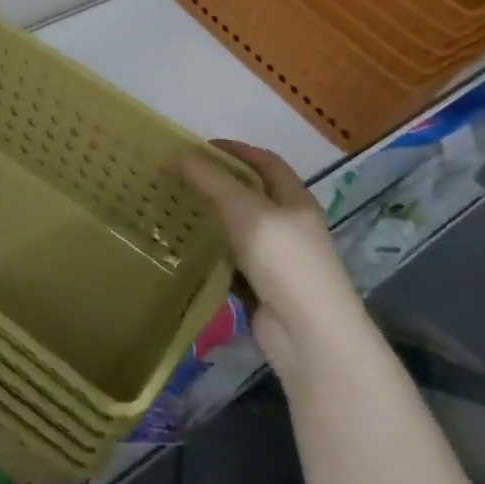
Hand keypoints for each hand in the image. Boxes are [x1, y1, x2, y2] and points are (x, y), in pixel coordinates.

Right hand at [180, 140, 360, 373]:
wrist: (309, 336)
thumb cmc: (284, 261)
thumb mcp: (246, 211)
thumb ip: (213, 181)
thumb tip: (181, 155)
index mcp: (295, 200)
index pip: (266, 162)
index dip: (237, 150)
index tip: (200, 147)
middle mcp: (288, 225)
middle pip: (251, 195)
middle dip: (218, 184)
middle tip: (179, 179)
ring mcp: (276, 260)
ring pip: (238, 230)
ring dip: (211, 220)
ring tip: (175, 210)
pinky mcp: (262, 288)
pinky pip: (231, 263)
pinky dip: (211, 255)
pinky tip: (185, 250)